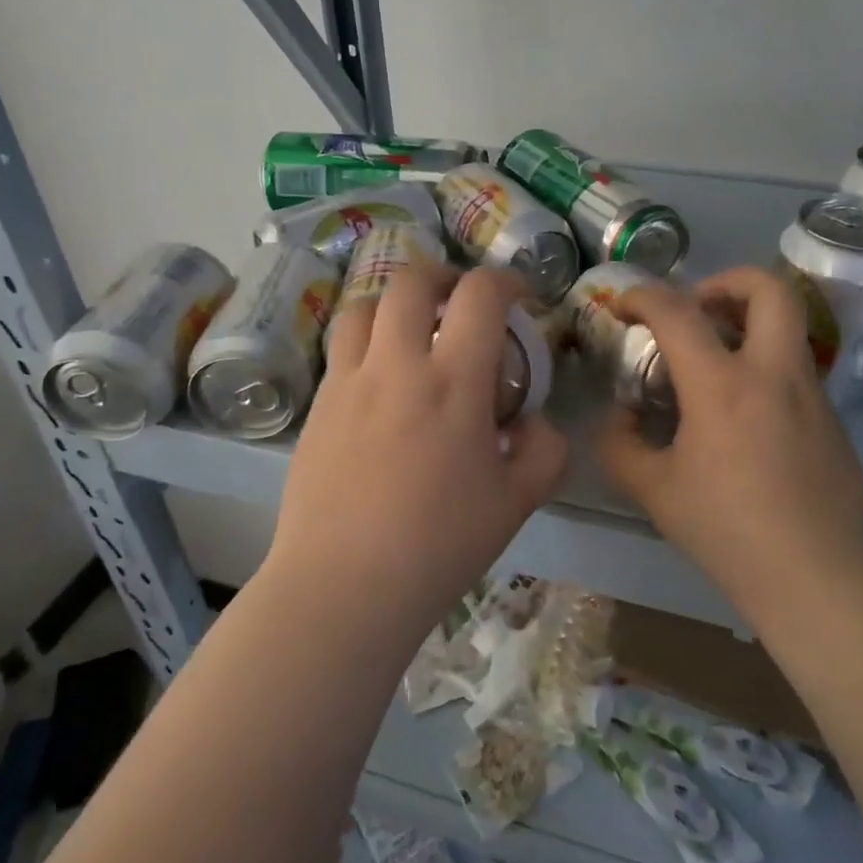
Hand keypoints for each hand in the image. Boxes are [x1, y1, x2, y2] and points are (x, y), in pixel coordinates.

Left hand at [268, 264, 568, 638]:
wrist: (344, 586)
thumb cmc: (439, 545)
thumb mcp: (518, 503)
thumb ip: (544, 451)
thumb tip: (534, 422)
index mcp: (453, 382)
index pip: (480, 295)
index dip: (506, 280)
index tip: (520, 297)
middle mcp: (396, 365)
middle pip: (411, 281)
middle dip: (444, 276)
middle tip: (461, 301)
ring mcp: (348, 382)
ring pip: (364, 306)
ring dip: (396, 303)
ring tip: (413, 329)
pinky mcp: (317, 406)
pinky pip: (341, 349)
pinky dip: (367, 341)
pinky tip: (382, 381)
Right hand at [598, 266, 862, 629]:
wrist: (819, 576)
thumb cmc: (729, 531)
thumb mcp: (654, 492)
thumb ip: (620, 448)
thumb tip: (619, 419)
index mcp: (722, 386)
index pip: (677, 311)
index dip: (642, 296)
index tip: (623, 308)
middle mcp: (773, 372)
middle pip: (767, 287)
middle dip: (726, 281)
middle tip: (696, 309)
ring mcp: (810, 392)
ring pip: (787, 324)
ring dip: (747, 322)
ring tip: (713, 362)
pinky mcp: (832, 417)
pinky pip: (794, 367)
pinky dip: (763, 365)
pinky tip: (743, 417)